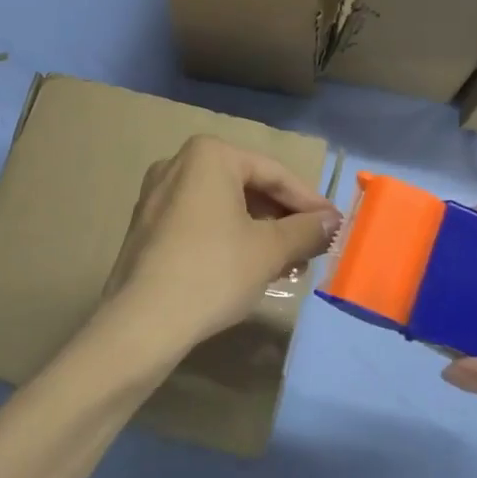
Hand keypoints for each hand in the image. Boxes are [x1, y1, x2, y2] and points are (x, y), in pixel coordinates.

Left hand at [95, 136, 340, 364]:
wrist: (142, 322)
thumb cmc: (213, 272)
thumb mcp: (270, 250)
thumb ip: (307, 230)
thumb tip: (332, 221)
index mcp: (209, 155)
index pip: (273, 173)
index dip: (309, 202)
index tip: (334, 225)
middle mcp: (178, 163)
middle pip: (246, 187)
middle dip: (282, 219)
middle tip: (311, 247)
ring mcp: (156, 195)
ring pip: (223, 207)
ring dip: (259, 232)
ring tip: (286, 265)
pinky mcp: (146, 226)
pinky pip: (199, 222)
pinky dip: (229, 239)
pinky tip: (249, 269)